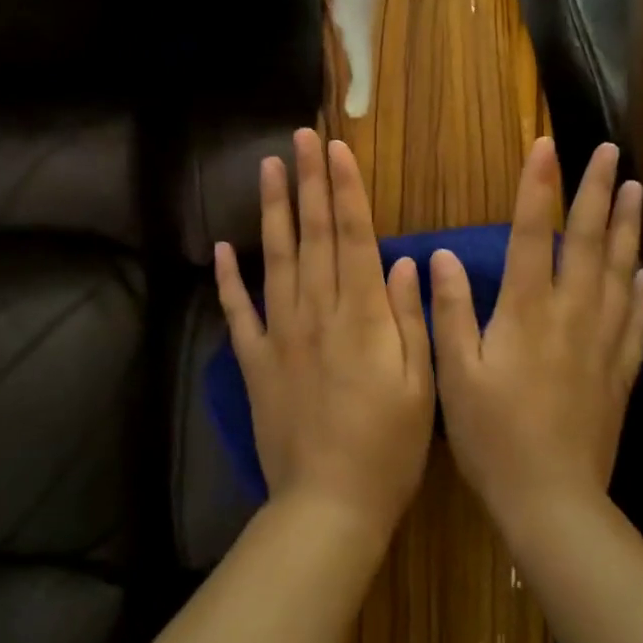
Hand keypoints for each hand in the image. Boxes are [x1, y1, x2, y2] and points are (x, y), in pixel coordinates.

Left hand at [214, 129, 434, 545]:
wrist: (330, 505)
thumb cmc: (390, 447)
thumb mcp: (420, 383)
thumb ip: (408, 317)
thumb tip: (402, 259)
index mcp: (363, 315)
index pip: (354, 236)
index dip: (345, 189)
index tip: (337, 149)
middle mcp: (318, 312)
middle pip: (314, 235)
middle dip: (309, 182)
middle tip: (301, 137)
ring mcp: (281, 334)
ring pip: (276, 259)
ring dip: (272, 211)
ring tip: (268, 168)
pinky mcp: (256, 361)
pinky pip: (239, 312)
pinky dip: (229, 279)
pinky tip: (222, 248)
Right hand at [431, 139, 642, 536]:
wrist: (552, 500)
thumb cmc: (493, 435)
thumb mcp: (455, 372)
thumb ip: (451, 309)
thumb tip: (438, 254)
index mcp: (526, 310)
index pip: (533, 233)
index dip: (538, 186)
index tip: (548, 145)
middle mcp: (570, 314)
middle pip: (588, 241)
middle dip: (598, 191)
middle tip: (612, 151)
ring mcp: (601, 342)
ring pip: (620, 271)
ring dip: (628, 226)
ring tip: (637, 190)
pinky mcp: (619, 371)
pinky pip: (635, 318)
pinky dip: (642, 289)